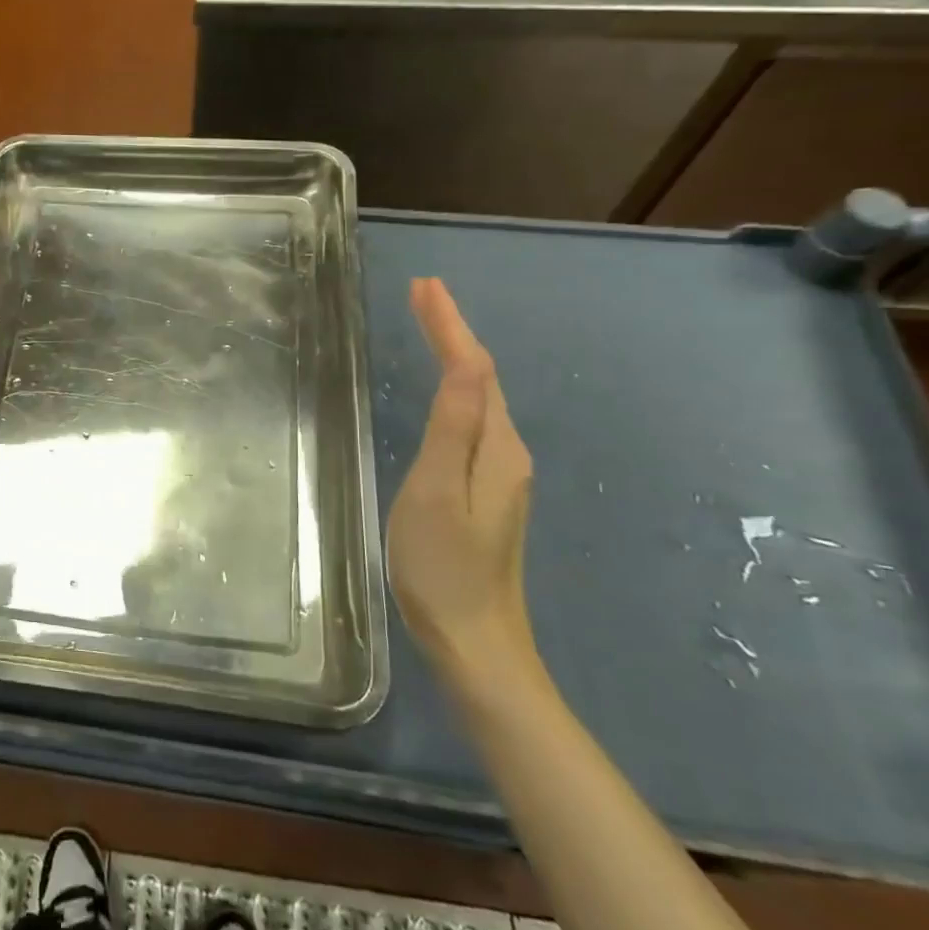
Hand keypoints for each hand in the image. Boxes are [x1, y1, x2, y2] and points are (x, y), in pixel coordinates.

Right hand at [385, 278, 538, 684]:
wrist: (474, 643)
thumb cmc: (443, 567)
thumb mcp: (439, 491)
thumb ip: (454, 427)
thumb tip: (468, 363)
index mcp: (497, 449)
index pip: (474, 370)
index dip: (450, 326)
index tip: (425, 286)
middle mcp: (506, 454)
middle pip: (482, 379)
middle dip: (453, 332)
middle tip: (421, 295)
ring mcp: (498, 476)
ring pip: (479, 400)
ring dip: (455, 356)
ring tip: (428, 326)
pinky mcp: (484, 494)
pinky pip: (472, 423)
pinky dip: (455, 391)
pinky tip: (442, 392)